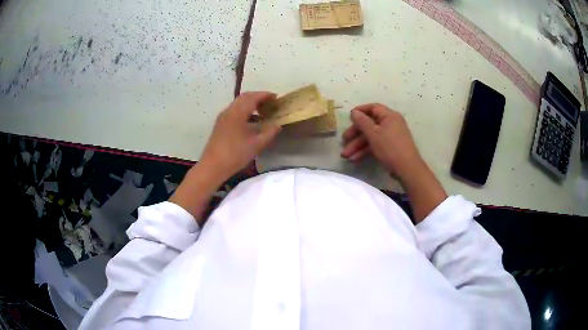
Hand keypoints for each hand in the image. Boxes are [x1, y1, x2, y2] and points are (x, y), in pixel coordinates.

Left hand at [199, 92, 280, 181]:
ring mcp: (223, 117)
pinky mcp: (220, 124)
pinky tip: (251, 120)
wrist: (213, 166)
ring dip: (251, 103)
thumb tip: (278, 125)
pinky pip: (234, 110)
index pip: (253, 97)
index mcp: (238, 112)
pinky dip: (244, 110)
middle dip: (258, 97)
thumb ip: (269, 133)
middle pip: (245, 97)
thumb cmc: (235, 154)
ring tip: (263, 111)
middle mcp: (229, 110)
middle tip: (271, 103)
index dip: (266, 95)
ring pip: (238, 103)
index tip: (276, 98)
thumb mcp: (256, 145)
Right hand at [341, 103, 423, 178]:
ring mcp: (391, 136)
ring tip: (346, 155)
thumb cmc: (390, 148)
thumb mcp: (373, 134)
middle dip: (355, 134)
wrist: (407, 169)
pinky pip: (376, 145)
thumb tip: (354, 112)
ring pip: (371, 137)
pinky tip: (355, 159)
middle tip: (344, 140)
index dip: (360, 111)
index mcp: (389, 116)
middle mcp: (391, 123)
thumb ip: (362, 122)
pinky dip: (365, 150)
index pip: (373, 108)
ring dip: (358, 145)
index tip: (348, 117)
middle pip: (370, 124)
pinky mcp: (390, 148)